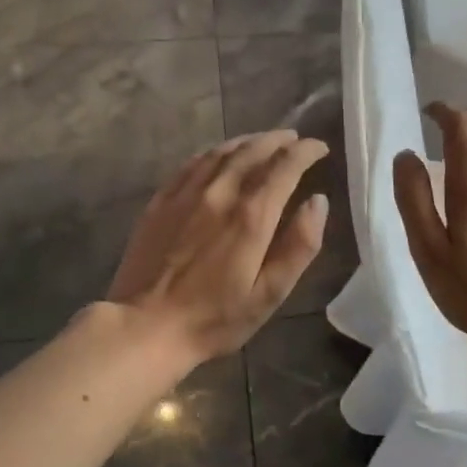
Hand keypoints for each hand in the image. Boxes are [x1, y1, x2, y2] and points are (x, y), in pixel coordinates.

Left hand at [106, 129, 329, 366]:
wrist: (146, 326)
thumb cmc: (215, 319)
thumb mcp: (269, 294)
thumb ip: (299, 246)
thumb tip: (318, 201)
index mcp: (251, 216)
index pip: (285, 166)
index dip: (306, 152)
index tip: (320, 147)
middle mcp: (220, 193)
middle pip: (253, 151)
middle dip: (279, 141)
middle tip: (295, 140)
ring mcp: (186, 193)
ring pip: (222, 151)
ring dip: (248, 141)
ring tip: (263, 142)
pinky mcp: (161, 200)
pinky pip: (192, 163)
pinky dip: (214, 152)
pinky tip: (219, 156)